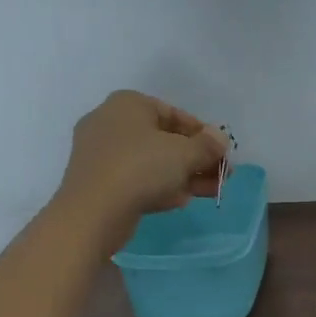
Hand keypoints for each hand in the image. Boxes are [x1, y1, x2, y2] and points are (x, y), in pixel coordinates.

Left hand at [56, 91, 229, 245]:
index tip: (223, 153)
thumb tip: (220, 139)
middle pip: (165, 140)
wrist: (92, 212)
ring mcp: (102, 154)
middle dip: (196, 159)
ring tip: (212, 191)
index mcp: (128, 104)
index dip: (204, 134)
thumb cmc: (141, 168)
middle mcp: (111, 122)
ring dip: (184, 175)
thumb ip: (207, 145)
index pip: (175, 114)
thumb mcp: (184, 153)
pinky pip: (137, 179)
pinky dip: (161, 187)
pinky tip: (182, 200)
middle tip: (222, 175)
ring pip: (153, 162)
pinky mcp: (99, 182)